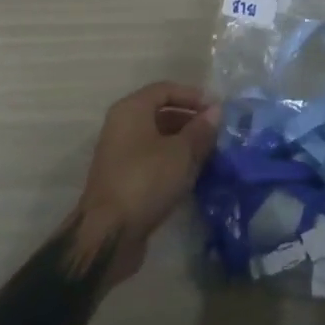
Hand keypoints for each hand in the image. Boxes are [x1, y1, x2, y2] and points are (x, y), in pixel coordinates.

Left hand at [73, 82, 220, 287]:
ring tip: (209, 153)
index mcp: (131, 110)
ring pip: (157, 138)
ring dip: (183, 142)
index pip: (165, 89)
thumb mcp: (181, 152)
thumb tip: (216, 111)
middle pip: (160, 113)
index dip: (193, 95)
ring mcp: (120, 154)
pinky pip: (152, 160)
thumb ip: (201, 129)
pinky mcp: (123, 180)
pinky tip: (192, 174)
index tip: (216, 109)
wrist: (109, 235)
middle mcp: (121, 126)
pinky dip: (172, 161)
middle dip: (190, 120)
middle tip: (216, 132)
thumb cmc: (146, 180)